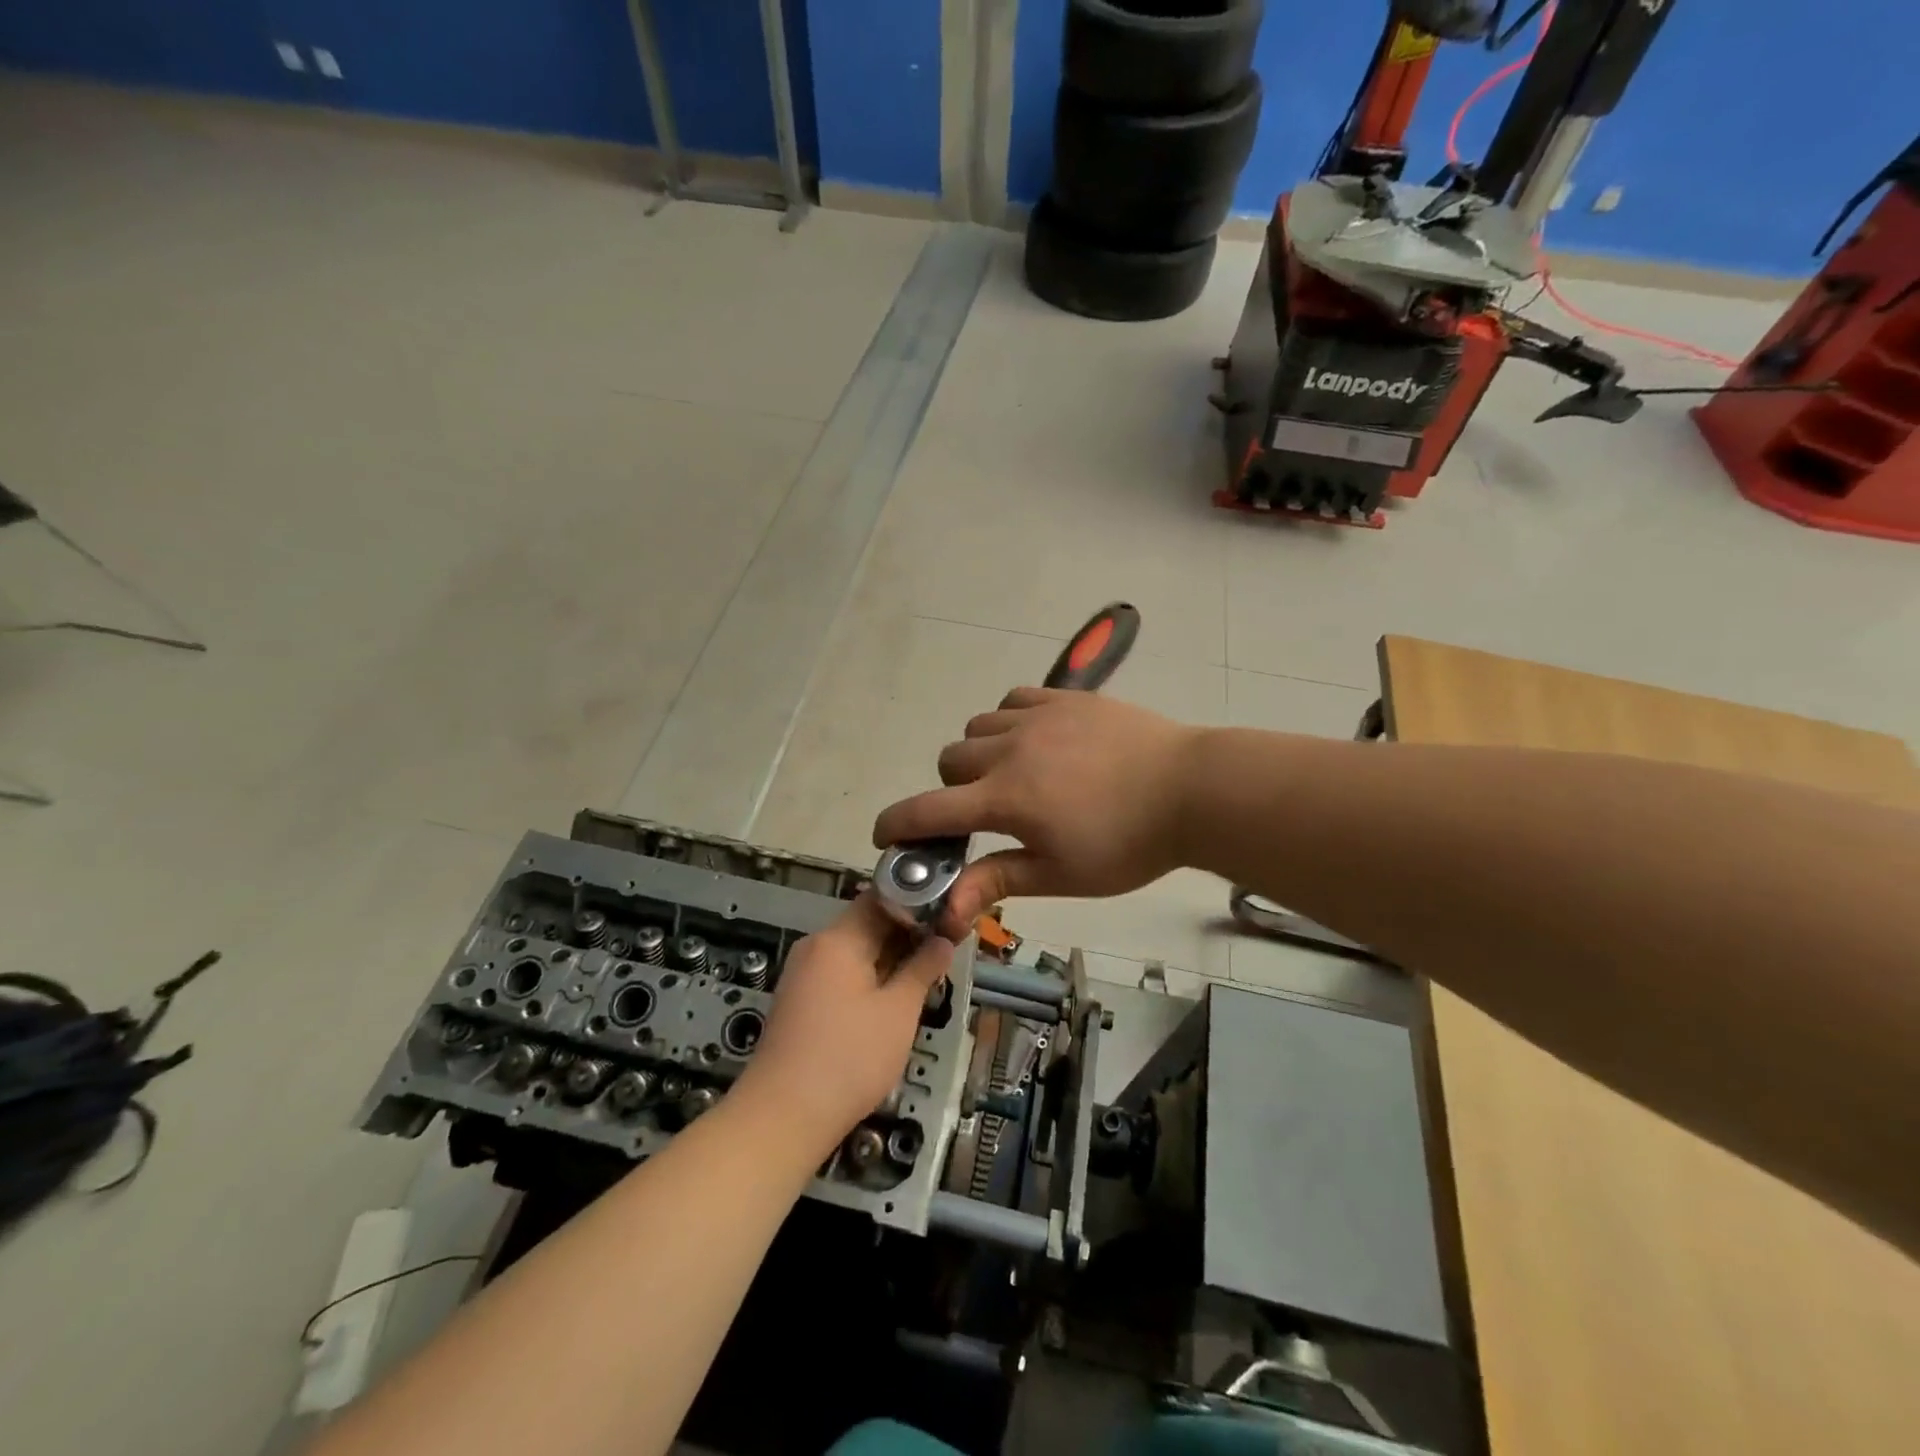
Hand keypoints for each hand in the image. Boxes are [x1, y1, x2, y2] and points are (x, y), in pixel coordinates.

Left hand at [735, 895, 952, 1154]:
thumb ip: (922, 969)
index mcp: (839, 939)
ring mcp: (803, 974)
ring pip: (855, 951)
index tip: (948, 918)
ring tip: (926, 976)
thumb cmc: (849, 1059)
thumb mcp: (898, 1013)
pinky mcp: (799, 1000)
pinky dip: (868, 978)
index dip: (917, 902)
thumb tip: (942, 940)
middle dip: (907, 934)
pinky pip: (840, 974)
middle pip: (867, 923)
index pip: (881, 897)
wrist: (782, 1117)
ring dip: (890, 958)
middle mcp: (816, 946)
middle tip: (945, 950)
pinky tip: (891, 1001)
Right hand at [872, 687, 1201, 938]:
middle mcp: (1009, 751)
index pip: (927, 810)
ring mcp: (1037, 718)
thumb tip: (945, 911)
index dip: (895, 825)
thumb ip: (997, 881)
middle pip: (948, 761)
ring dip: (979, 754)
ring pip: (977, 728)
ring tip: (1013, 774)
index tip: (885, 837)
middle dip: (951, 790)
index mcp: (1004, 799)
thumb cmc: (1127, 844)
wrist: (1190, 790)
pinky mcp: (1064, 698)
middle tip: (985, 812)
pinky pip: (1012, 701)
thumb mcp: (1061, 874)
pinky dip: (1008, 722)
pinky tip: (1035, 740)